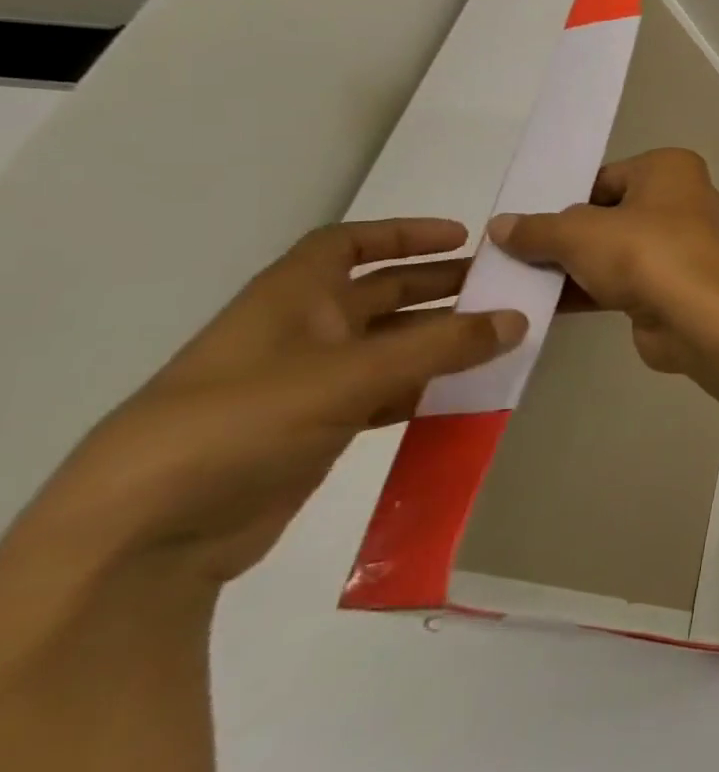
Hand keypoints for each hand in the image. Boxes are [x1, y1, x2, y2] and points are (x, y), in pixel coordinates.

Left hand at [12, 219, 527, 588]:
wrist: (146, 537)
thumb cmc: (242, 423)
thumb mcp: (350, 375)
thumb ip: (441, 346)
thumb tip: (520, 318)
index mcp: (291, 299)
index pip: (347, 245)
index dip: (404, 234)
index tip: (464, 237)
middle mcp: (301, 333)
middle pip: (380, 293)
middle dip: (440, 286)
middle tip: (503, 288)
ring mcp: (308, 384)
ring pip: (390, 347)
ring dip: (441, 340)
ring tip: (501, 339)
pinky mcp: (316, 430)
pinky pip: (387, 394)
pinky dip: (426, 388)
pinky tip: (466, 393)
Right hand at [488, 148, 718, 383]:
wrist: (703, 318)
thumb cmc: (646, 253)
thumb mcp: (579, 233)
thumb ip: (537, 229)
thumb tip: (501, 225)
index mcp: (671, 169)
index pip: (606, 177)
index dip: (566, 199)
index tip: (525, 221)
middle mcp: (684, 201)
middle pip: (609, 215)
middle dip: (567, 236)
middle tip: (513, 252)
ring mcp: (683, 247)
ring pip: (616, 251)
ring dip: (574, 267)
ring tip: (517, 281)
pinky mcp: (676, 286)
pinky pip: (624, 282)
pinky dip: (590, 291)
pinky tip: (545, 306)